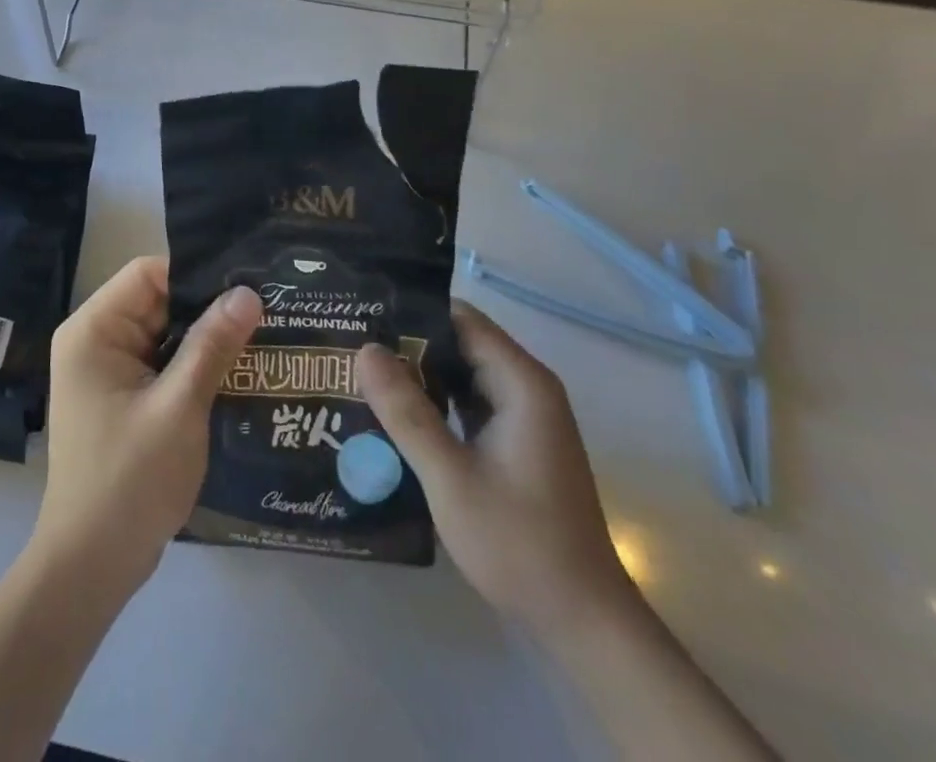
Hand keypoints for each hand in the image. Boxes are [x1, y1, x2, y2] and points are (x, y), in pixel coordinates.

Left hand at [33, 257, 262, 594]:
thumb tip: (248, 292)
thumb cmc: (129, 480)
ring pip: (166, 332)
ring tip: (264, 332)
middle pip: (159, 301)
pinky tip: (239, 368)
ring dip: (207, 337)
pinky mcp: (124, 396)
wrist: (93, 566)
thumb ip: (212, 346)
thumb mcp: (179, 408)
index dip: (196, 274)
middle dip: (208, 306)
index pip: (149, 273)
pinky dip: (196, 364)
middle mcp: (96, 340)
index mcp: (93, 330)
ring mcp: (108, 370)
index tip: (247, 283)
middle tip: (268, 306)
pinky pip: (164, 362)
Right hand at [356, 302, 635, 628]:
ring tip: (361, 372)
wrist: (583, 623)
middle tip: (351, 344)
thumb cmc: (519, 543)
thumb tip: (365, 349)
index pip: (461, 319)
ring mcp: (523, 417)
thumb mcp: (450, 477)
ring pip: (462, 375)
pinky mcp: (516, 443)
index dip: (413, 311)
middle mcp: (526, 388)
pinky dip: (436, 403)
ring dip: (419, 374)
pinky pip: (469, 404)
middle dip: (408, 344)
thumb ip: (406, 411)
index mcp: (521, 382)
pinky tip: (394, 413)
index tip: (364, 312)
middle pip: (460, 343)